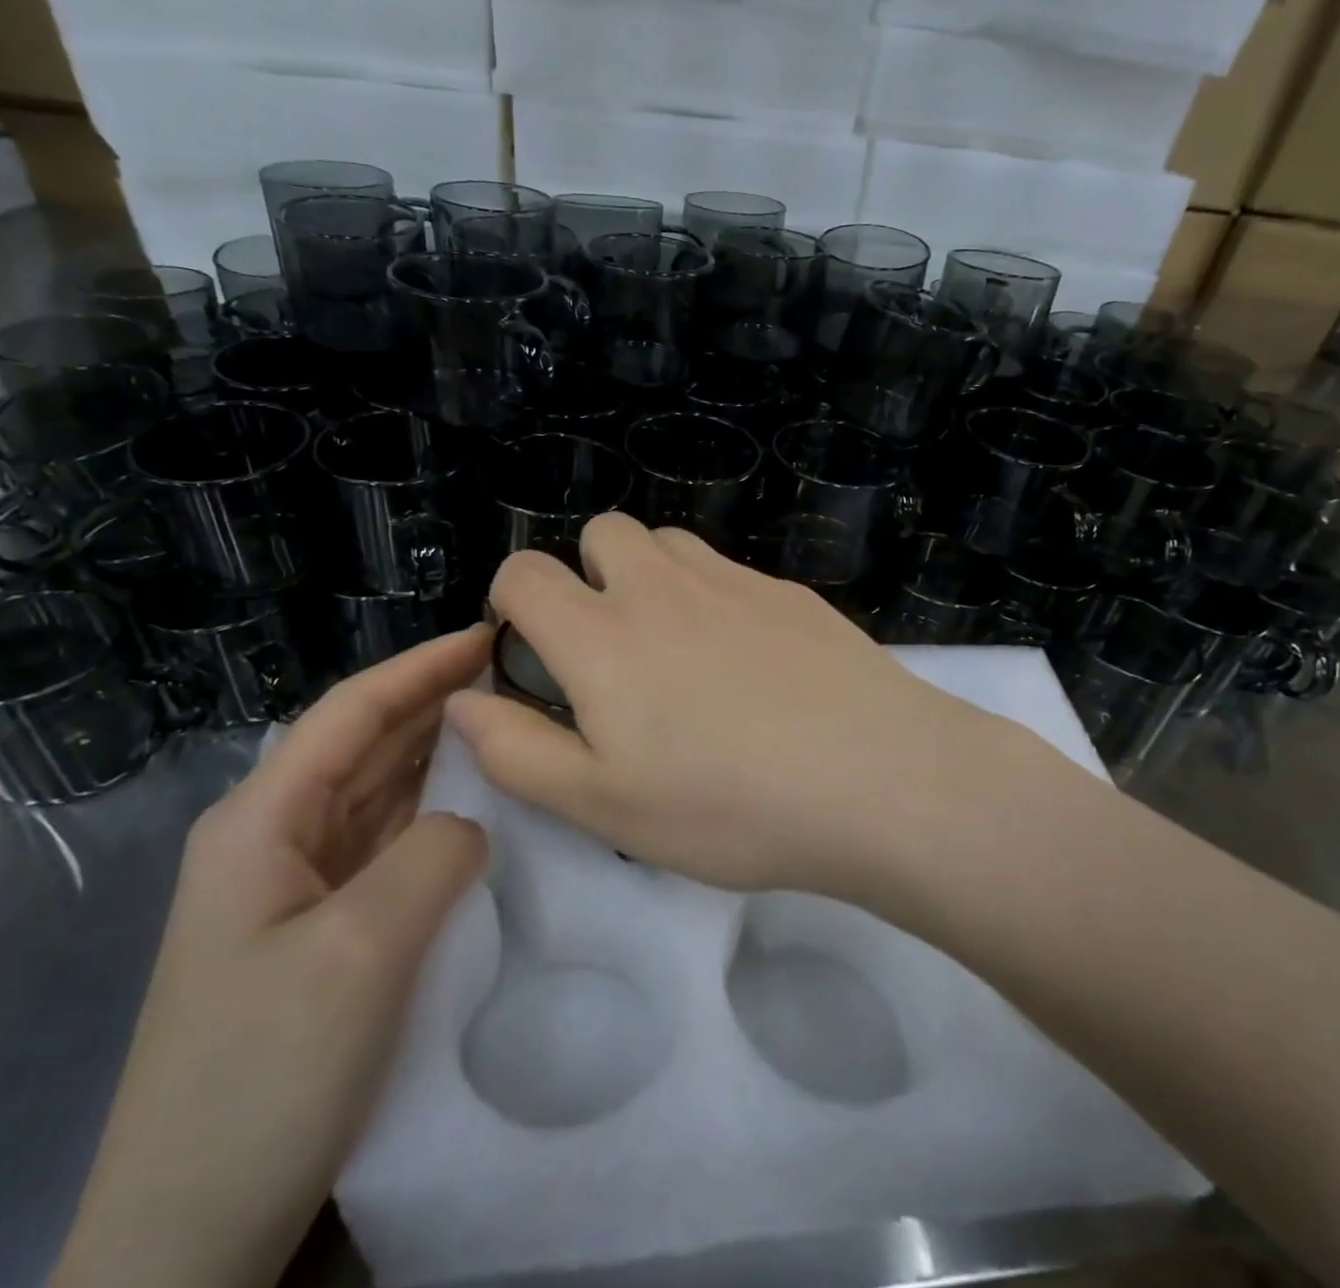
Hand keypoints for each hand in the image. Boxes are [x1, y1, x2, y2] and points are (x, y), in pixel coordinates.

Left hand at [52, 626, 491, 1287]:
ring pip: (378, 792)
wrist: (184, 1238)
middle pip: (364, 744)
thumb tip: (472, 822)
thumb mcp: (360, 950)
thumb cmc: (260, 1077)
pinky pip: (385, 844)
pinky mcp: (319, 928)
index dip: (422, 667)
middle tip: (515, 675)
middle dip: (436, 701)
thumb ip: (433, 854)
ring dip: (438, 754)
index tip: (488, 636)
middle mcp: (272, 838)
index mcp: (261, 821)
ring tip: (508, 724)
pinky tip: (478, 807)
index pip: (352, 711)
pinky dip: (434, 813)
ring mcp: (294, 886)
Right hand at [447, 515, 1028, 897]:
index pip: (524, 573)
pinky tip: (752, 663)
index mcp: (602, 635)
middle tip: (614, 653)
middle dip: (588, 576)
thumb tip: (463, 701)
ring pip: (668, 543)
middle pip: (602, 533)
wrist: (877, 779)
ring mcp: (733, 580)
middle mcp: (662, 586)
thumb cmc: (728, 806)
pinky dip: (715, 597)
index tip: (535, 656)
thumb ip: (518, 751)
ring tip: (679, 652)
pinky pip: (729, 570)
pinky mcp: (789, 591)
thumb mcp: (603, 805)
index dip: (512, 603)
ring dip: (652, 578)